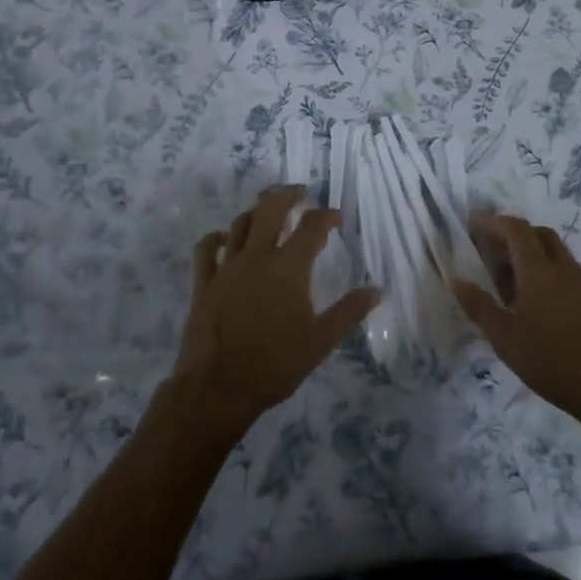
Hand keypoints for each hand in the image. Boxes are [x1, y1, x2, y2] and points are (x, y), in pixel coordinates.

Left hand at [173, 186, 379, 437]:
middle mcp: (257, 257)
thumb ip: (349, 312)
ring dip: (256, 211)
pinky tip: (223, 238)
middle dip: (287, 195)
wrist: (218, 387)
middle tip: (300, 192)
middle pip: (270, 209)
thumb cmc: (275, 365)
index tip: (336, 217)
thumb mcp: (320, 341)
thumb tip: (377, 289)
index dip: (326, 216)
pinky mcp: (203, 282)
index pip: (311, 228)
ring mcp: (226, 267)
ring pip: (240, 223)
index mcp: (288, 268)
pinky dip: (215, 237)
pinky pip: (206, 248)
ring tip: (266, 209)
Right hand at [454, 214, 580, 432]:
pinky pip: (566, 271)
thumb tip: (456, 280)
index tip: (472, 225)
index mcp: (539, 270)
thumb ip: (479, 306)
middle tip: (489, 251)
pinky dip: (546, 271)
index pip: (515, 229)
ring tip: (508, 280)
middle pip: (538, 233)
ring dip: (530, 253)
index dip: (492, 222)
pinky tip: (536, 302)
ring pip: (554, 252)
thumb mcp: (505, 338)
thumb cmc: (552, 361)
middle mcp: (564, 268)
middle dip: (511, 234)